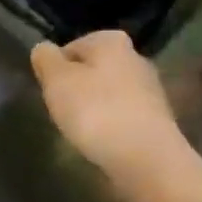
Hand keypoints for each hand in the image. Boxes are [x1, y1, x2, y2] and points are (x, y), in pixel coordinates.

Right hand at [29, 30, 186, 187]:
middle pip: (93, 70)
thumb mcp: (57, 81)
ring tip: (82, 133)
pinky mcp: (158, 121)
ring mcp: (150, 90)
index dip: (56, 70)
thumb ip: (45, 59)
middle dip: (78, 89)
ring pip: (110, 94)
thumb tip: (43, 49)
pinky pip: (124, 118)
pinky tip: (104, 146)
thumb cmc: (97, 111)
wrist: (148, 160)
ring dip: (96, 110)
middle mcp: (135, 57)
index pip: (72, 47)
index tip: (51, 94)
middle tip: (63, 113)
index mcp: (111, 40)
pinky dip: (112, 128)